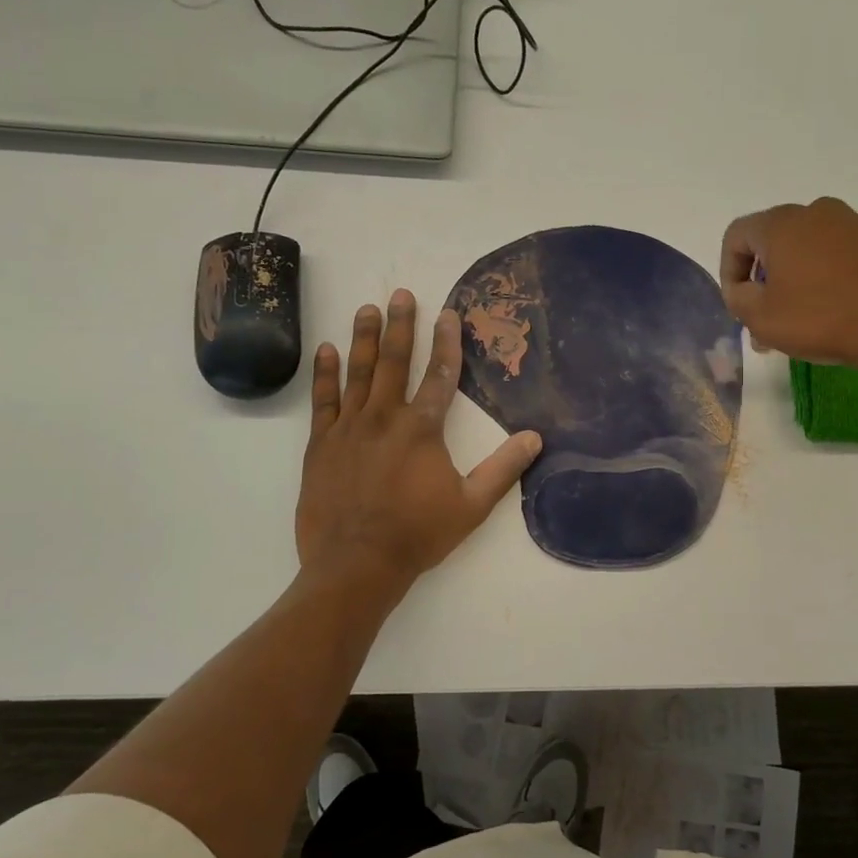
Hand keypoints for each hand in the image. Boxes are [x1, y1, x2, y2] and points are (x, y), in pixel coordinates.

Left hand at [296, 290, 541, 592]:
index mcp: (422, 429)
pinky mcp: (321, 444)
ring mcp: (349, 428)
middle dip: (400, 325)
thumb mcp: (472, 505)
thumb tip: (535, 438)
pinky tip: (327, 350)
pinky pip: (323, 400)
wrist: (357, 563)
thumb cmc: (418, 533)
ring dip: (364, 338)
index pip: (441, 375)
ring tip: (367, 308)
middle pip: (394, 361)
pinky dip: (325, 374)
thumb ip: (503, 469)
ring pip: (357, 372)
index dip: (447, 342)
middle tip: (401, 294)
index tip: (448, 313)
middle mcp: (385, 417)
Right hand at [719, 197, 857, 374]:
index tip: (738, 306)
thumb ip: (738, 299)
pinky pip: (833, 258)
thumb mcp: (762, 318)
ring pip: (803, 253)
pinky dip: (820, 282)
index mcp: (781, 223)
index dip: (728, 272)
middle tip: (762, 323)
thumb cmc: (822, 317)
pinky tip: (827, 316)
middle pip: (771, 243)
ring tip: (794, 327)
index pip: (736, 236)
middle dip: (760, 283)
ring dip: (790, 286)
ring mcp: (851, 225)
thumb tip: (741, 290)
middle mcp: (815, 212)